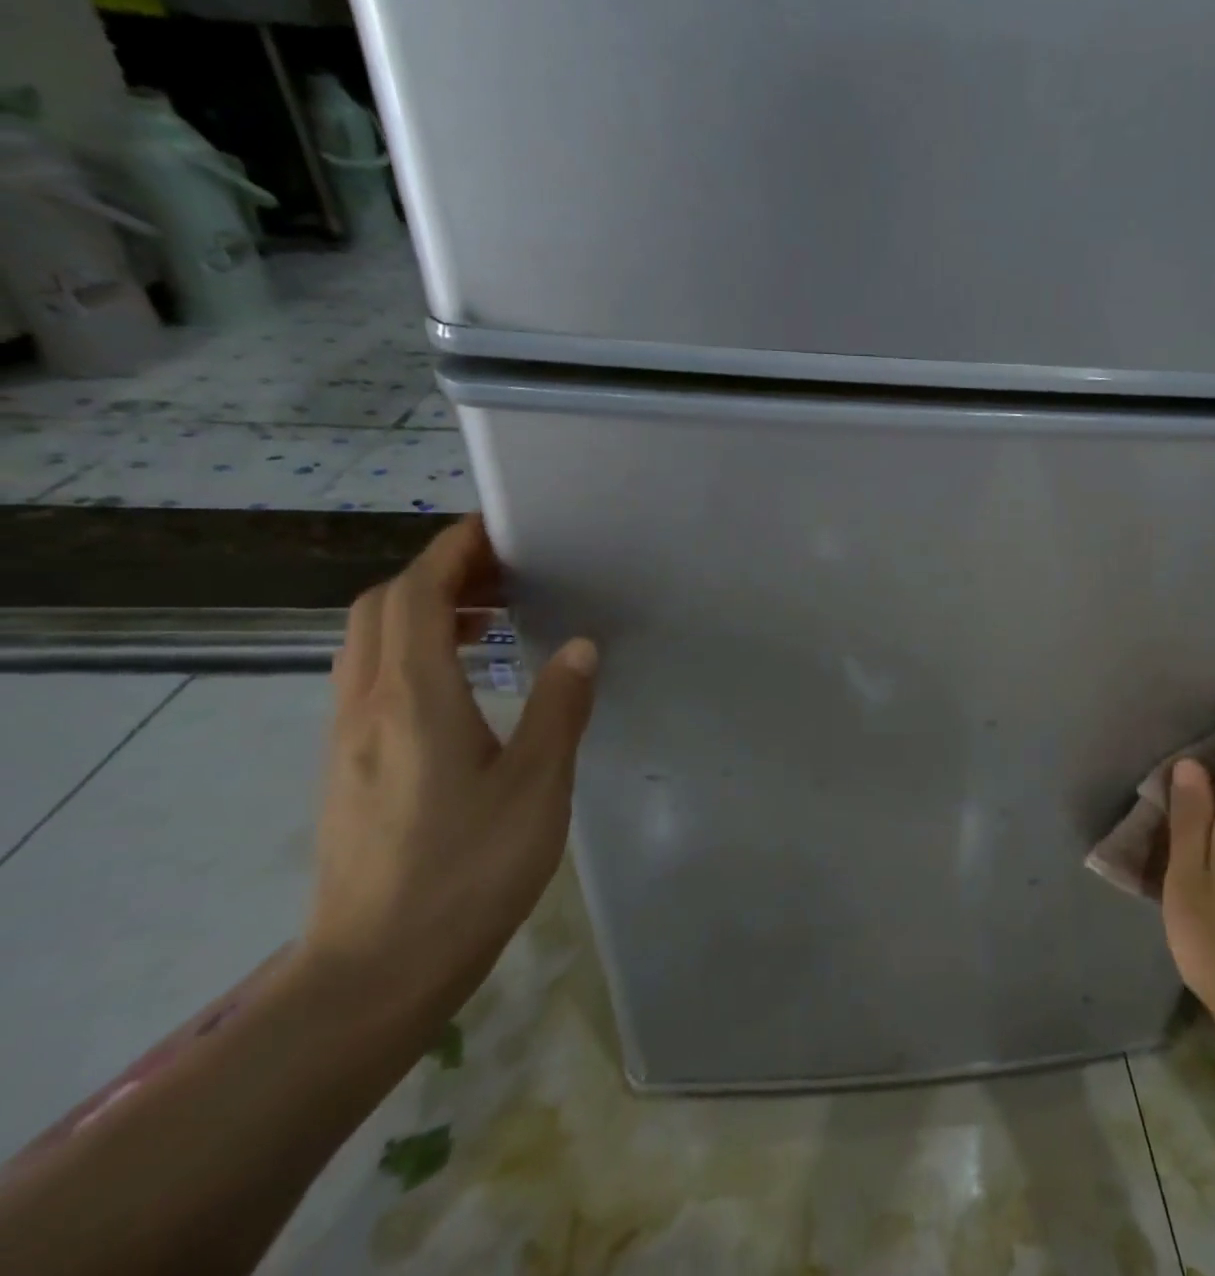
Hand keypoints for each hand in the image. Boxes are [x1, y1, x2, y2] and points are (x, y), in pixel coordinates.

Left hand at [302, 515, 598, 1021]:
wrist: (377, 970)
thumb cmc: (468, 871)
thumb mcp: (537, 785)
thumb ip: (559, 706)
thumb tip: (581, 646)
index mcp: (412, 700)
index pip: (415, 595)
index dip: (452, 551)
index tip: (499, 528)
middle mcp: (366, 706)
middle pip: (381, 608)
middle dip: (437, 572)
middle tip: (505, 572)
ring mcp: (348, 737)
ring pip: (369, 642)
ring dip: (423, 609)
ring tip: (491, 616)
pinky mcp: (349, 765)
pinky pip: (372, 676)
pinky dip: (413, 649)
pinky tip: (464, 677)